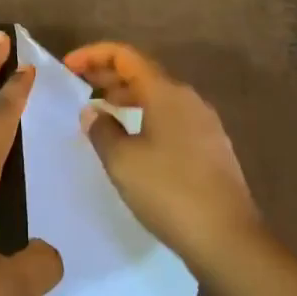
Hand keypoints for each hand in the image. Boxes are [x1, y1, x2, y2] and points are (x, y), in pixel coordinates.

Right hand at [66, 41, 262, 275]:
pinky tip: (132, 139)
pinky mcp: (211, 148)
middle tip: (79, 84)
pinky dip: (145, 116)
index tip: (68, 66)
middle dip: (108, 74)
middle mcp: (188, 99)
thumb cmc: (169, 192)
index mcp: (166, 93)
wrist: (228, 240)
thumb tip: (92, 111)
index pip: (125, 56)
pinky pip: (171, 117)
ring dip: (127, 97)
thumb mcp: (122, 161)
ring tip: (101, 110)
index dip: (93, 55)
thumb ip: (101, 130)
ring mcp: (204, 124)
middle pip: (143, 73)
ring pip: (158, 96)